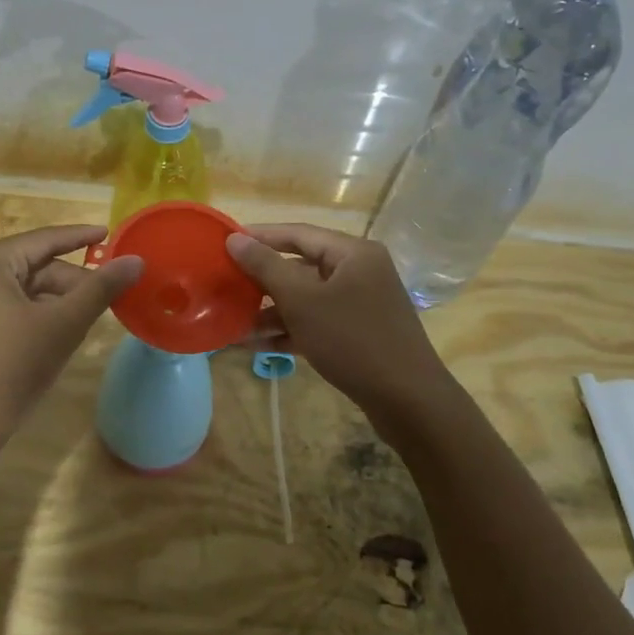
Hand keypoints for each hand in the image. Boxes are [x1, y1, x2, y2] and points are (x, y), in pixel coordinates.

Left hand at [0, 224, 141, 469]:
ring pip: (20, 290)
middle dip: (71, 282)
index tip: (109, 233)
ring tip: (88, 318)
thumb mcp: (63, 325)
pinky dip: (33, 315)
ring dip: (54, 302)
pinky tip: (57, 334)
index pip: (44, 240)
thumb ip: (100, 288)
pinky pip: (4, 307)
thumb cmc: (10, 368)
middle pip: (32, 267)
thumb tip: (135, 260)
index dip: (80, 237)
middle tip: (108, 295)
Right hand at [226, 224, 452, 422]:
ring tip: (231, 322)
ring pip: (306, 298)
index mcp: (353, 253)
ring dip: (270, 311)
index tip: (225, 242)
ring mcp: (360, 304)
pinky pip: (316, 322)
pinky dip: (289, 330)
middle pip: (301, 266)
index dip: (259, 236)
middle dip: (262, 280)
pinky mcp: (358, 333)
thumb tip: (235, 239)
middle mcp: (359, 271)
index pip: (297, 233)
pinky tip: (254, 345)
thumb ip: (266, 267)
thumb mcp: (303, 301)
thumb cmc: (353, 340)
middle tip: (225, 283)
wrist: (408, 401)